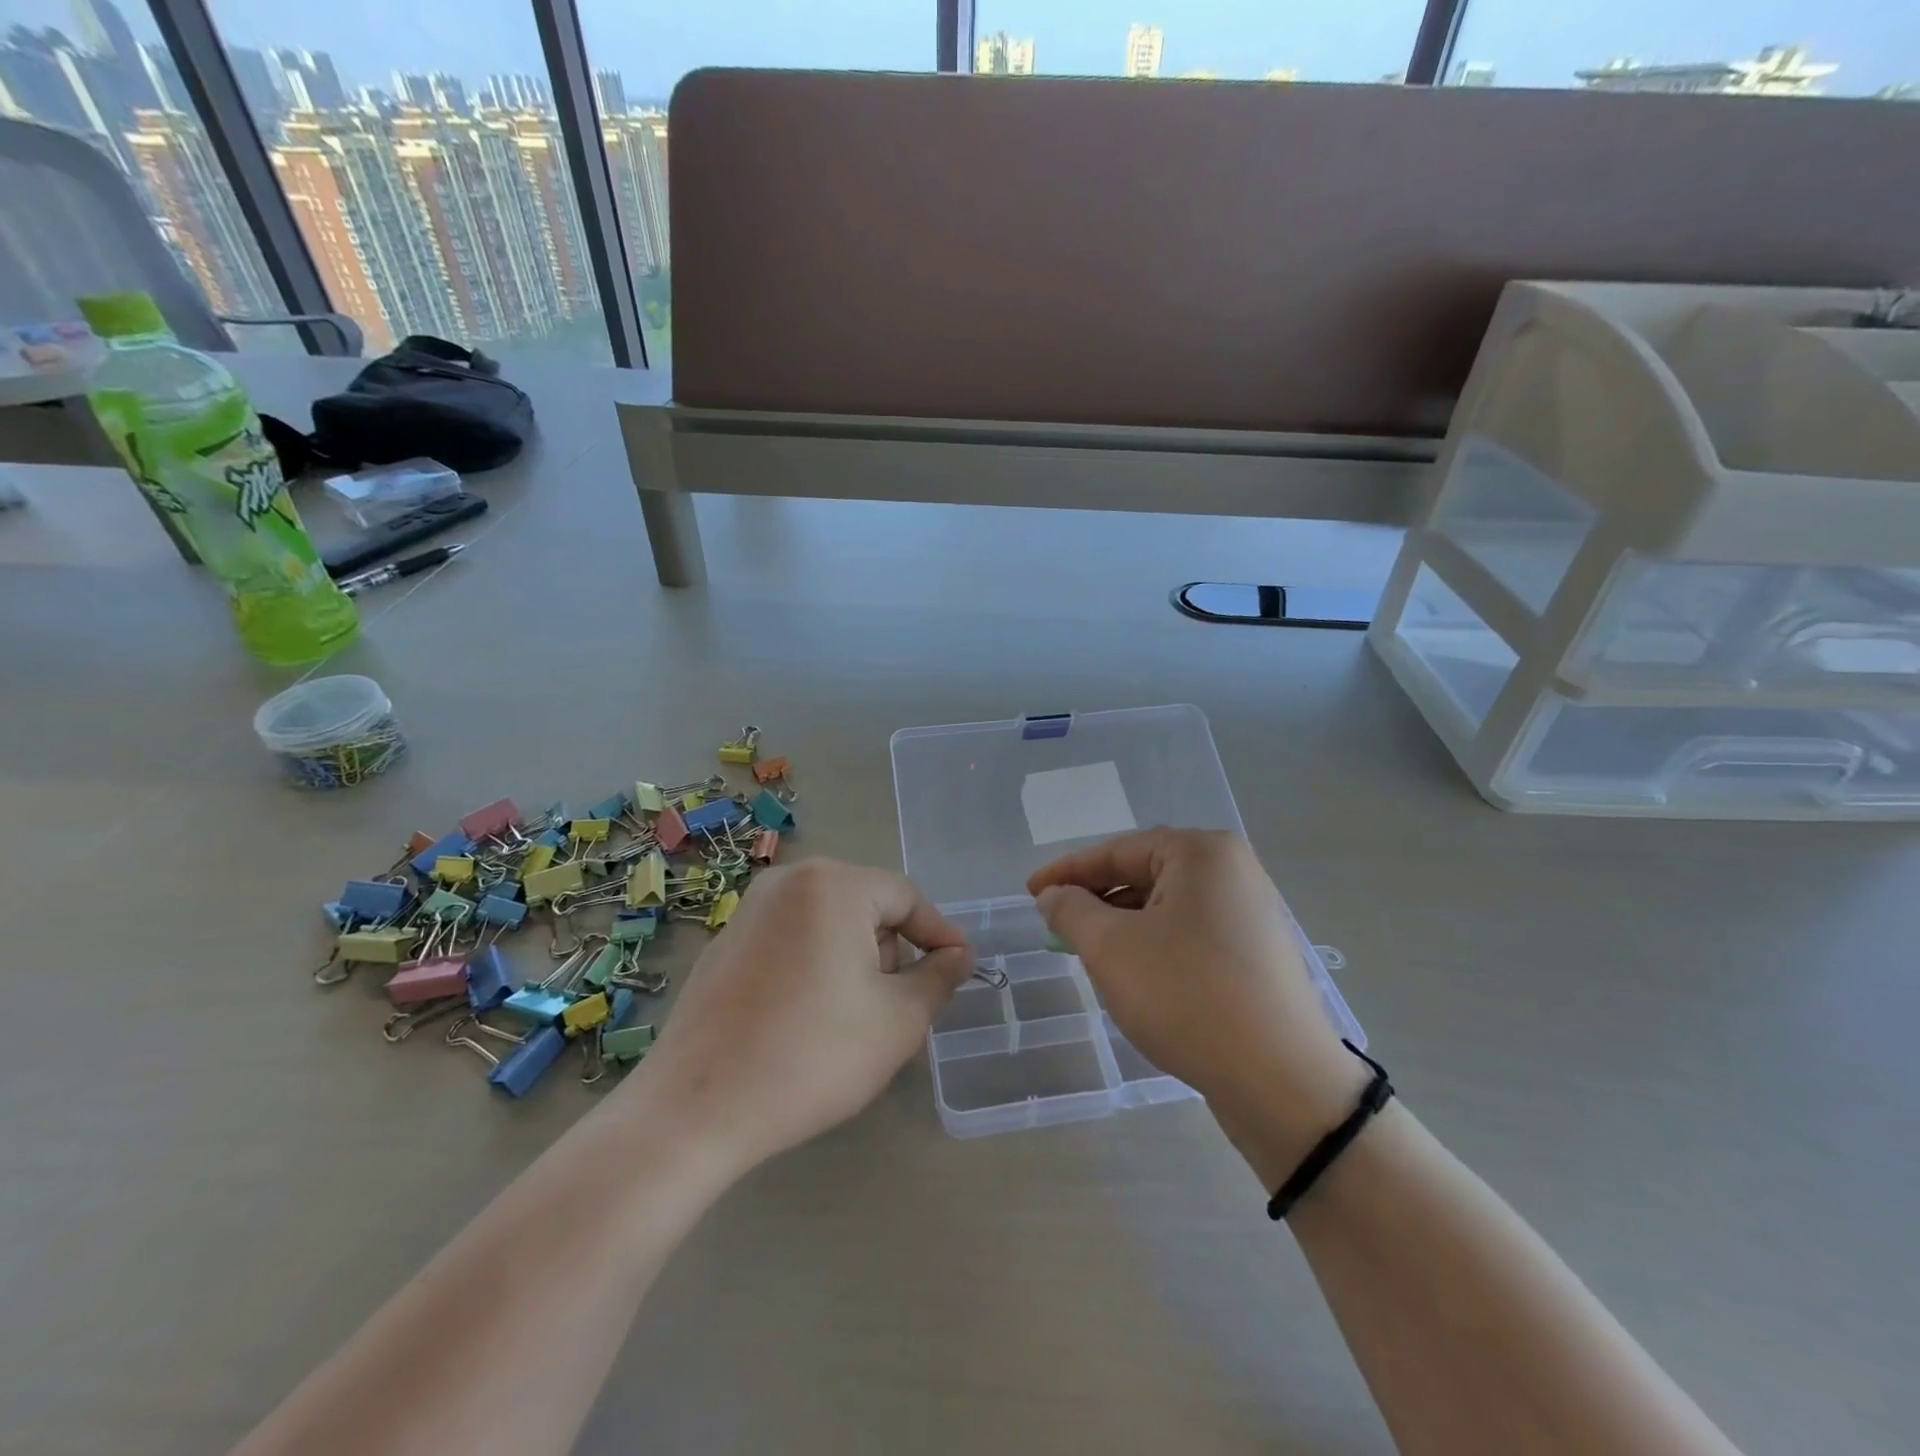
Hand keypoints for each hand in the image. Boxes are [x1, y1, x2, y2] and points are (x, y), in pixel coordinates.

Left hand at [632, 858, 971, 1169]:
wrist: (696, 1110)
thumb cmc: (812, 1054)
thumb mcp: (898, 1020)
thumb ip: (939, 977)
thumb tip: (959, 955)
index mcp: (833, 885)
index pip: (906, 897)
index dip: (939, 934)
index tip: (959, 971)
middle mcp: (788, 882)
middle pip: (865, 907)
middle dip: (890, 953)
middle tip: (898, 1010)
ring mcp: (749, 910)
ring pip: (828, 925)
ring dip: (853, 962)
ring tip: (850, 1023)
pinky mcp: (724, 944)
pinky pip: (790, 942)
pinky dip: (813, 968)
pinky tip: (805, 1022)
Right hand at [1028, 829, 1364, 1178]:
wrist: (1283, 1083)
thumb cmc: (1187, 997)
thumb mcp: (1111, 948)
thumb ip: (1072, 911)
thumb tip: (1053, 895)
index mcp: (1202, 853)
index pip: (1117, 851)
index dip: (1066, 872)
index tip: (1029, 892)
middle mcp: (1232, 871)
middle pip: (1144, 874)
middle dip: (1096, 899)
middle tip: (1056, 924)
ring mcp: (1250, 912)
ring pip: (1166, 907)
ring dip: (1122, 924)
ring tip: (1088, 952)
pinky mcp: (1256, 953)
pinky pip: (1189, 932)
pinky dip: (1153, 944)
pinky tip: (1134, 974)